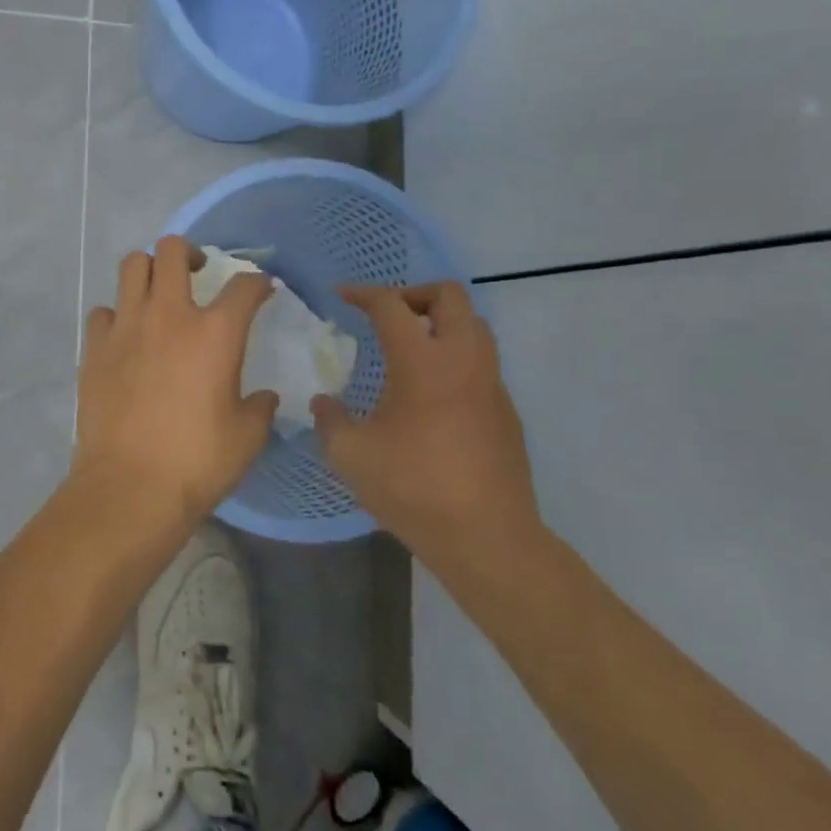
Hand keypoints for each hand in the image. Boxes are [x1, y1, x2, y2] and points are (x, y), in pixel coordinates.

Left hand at [69, 236, 278, 530]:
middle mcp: (169, 315)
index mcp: (215, 332)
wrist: (130, 487)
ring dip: (149, 271)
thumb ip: (260, 408)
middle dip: (190, 252)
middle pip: (173, 251)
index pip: (244, 285)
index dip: (258, 282)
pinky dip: (116, 315)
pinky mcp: (94, 347)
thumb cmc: (197, 462)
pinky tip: (125, 337)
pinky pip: (103, 311)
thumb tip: (264, 398)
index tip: (262, 290)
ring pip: (132, 266)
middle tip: (198, 272)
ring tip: (158, 294)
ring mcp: (126, 326)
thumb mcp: (246, 438)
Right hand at [312, 282, 542, 574]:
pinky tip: (433, 395)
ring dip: (441, 323)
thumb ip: (329, 420)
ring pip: (474, 326)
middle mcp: (463, 360)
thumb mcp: (350, 455)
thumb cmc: (413, 488)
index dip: (363, 293)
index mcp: (422, 362)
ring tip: (410, 348)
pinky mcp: (507, 411)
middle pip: (450, 296)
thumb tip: (324, 403)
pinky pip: (482, 363)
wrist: (487, 537)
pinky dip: (456, 358)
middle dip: (414, 293)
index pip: (391, 305)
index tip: (342, 296)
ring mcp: (492, 384)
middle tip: (387, 315)